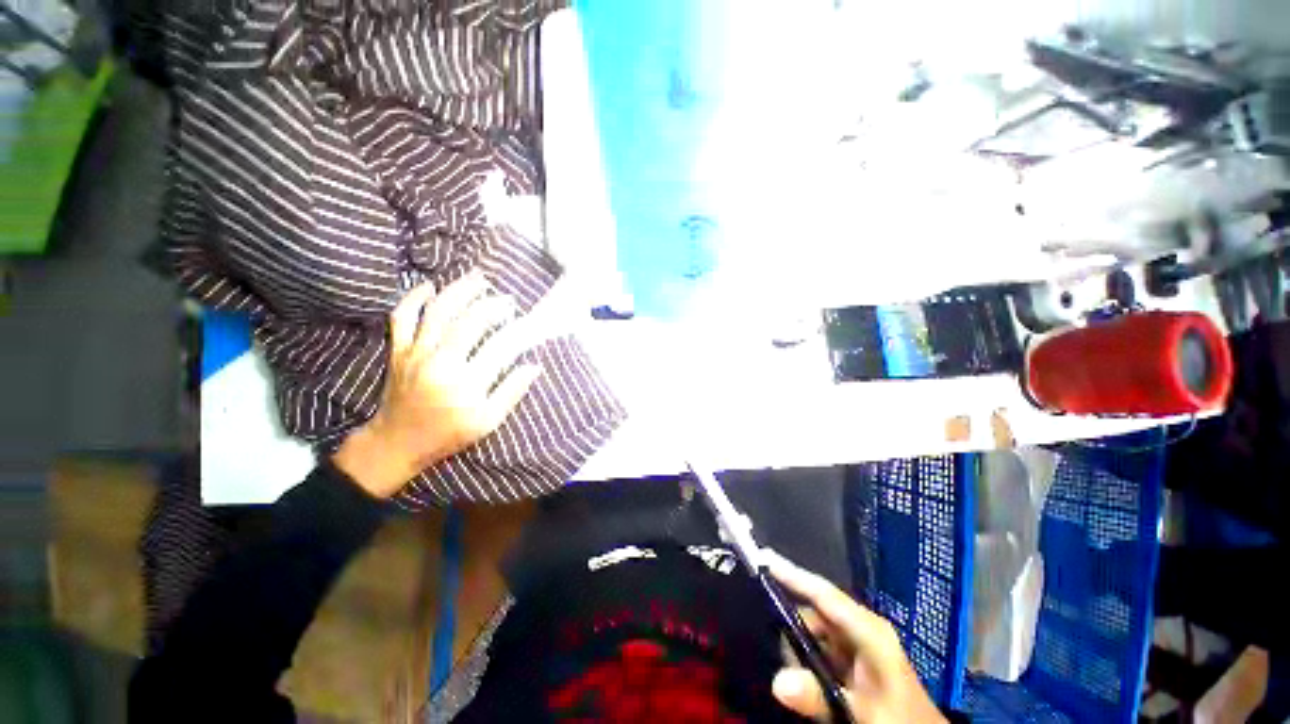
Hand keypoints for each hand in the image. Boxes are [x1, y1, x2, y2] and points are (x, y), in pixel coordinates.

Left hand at [333, 271, 541, 497]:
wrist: (396, 443)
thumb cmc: (447, 435)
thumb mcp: (488, 422)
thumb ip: (512, 392)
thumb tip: (534, 366)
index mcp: (465, 384)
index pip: (499, 347)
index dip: (518, 331)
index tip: (530, 323)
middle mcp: (439, 363)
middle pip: (468, 322)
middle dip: (492, 305)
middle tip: (508, 299)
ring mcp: (415, 354)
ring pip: (437, 311)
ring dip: (459, 290)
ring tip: (478, 278)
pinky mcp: (398, 351)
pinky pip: (402, 317)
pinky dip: (414, 298)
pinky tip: (430, 286)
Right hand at [765, 551, 946, 723]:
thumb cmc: (902, 721)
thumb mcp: (862, 711)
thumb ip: (820, 697)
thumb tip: (776, 681)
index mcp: (868, 629)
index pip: (823, 594)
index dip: (792, 574)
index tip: (762, 557)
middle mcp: (861, 629)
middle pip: (814, 614)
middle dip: (791, 629)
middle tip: (774, 652)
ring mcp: (858, 646)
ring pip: (814, 635)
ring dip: (799, 652)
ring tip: (792, 676)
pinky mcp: (854, 663)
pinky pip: (820, 652)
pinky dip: (807, 663)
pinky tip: (802, 681)